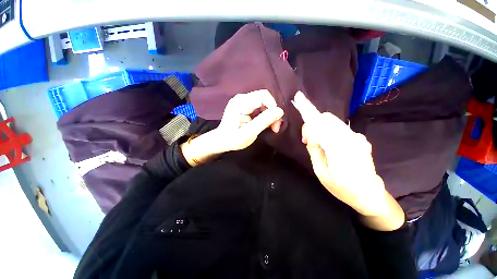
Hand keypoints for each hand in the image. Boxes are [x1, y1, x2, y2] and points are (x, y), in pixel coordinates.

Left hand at [181, 90, 283, 165]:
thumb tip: (280, 111)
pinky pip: (261, 106)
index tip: (276, 123)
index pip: (263, 96)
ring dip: (270, 114)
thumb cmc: (233, 139)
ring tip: (272, 127)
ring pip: (265, 102)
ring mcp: (243, 101)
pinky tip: (266, 124)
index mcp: (240, 103)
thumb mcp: (249, 133)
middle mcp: (242, 98)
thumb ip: (263, 121)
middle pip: (265, 98)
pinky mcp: (245, 105)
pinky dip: (266, 115)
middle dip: (273, 112)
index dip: (273, 107)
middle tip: (275, 127)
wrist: (222, 140)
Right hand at [292, 91, 403, 230]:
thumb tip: (310, 132)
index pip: (320, 125)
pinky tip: (328, 144)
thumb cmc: (342, 188)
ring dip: (319, 127)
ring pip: (332, 122)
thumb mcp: (321, 172)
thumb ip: (315, 150)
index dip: (308, 111)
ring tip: (315, 143)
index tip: (299, 98)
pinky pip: (339, 128)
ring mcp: (358, 138)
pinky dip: (328, 130)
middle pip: (326, 119)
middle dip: (312, 123)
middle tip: (306, 139)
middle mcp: (351, 140)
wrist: (370, 194)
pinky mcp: (360, 137)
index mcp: (340, 152)